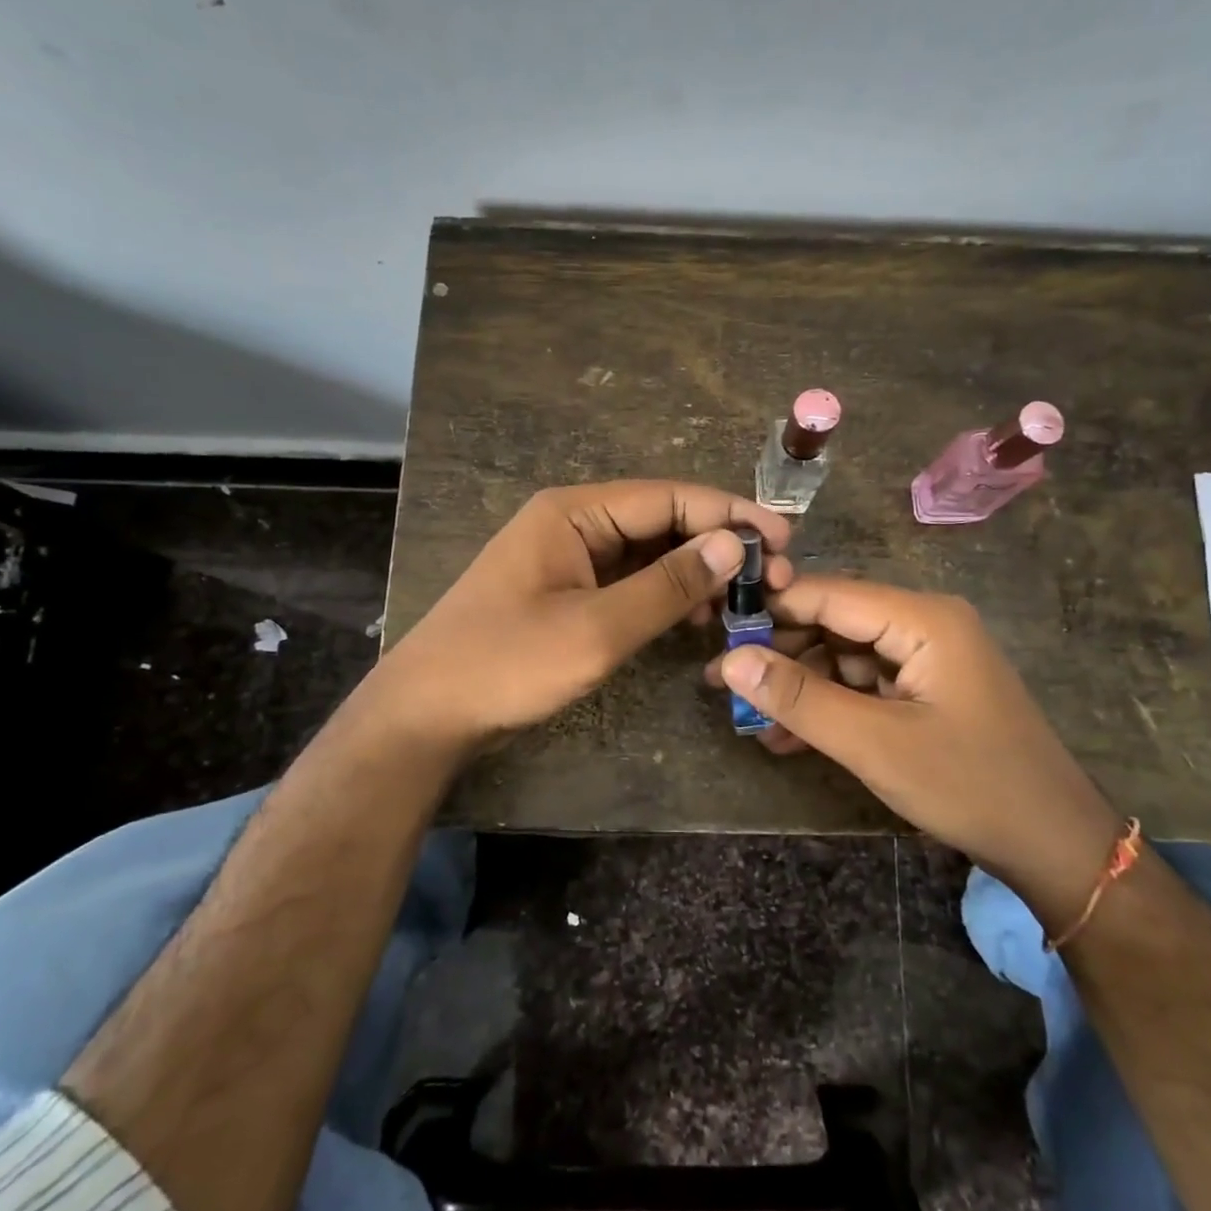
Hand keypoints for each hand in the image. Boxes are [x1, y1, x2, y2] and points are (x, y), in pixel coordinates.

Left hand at [369, 481, 790, 758]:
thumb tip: (732, 544)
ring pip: (650, 553)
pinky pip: (631, 581)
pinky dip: (668, 595)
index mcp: (575, 512)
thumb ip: (668, 585)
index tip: (782, 540)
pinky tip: (701, 616)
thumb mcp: (596, 629)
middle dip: (718, 546)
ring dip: (698, 573)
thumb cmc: (507, 663)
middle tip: (774, 579)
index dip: (729, 515)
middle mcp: (575, 523)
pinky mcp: (569, 592)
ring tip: (746, 601)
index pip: (668, 498)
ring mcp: (571, 558)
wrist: (427, 713)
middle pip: (662, 521)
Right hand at [706, 576, 1121, 921]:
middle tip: (724, 684)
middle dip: (780, 654)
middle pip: (834, 622)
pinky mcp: (925, 690)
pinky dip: (828, 708)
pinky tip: (787, 737)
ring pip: (843, 656)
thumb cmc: (969, 785)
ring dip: (800, 688)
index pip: (828, 593)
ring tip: (749, 720)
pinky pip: (863, 685)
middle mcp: (924, 624)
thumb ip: (800, 698)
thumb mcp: (875, 743)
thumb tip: (730, 660)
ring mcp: (926, 658)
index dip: (770, 609)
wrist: (1054, 846)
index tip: (715, 634)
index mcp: (922, 618)